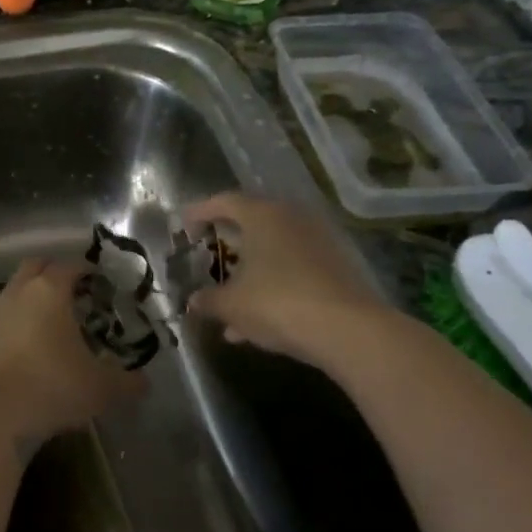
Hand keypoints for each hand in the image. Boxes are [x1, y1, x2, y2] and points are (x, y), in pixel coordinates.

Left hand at [0, 259, 144, 447]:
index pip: (69, 265)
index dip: (86, 270)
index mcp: (49, 291)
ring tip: (52, 327)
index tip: (101, 284)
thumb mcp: (102, 389)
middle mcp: (17, 294)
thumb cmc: (53, 388)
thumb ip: (127, 382)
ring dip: (31, 301)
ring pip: (14, 294)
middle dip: (54, 274)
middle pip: (35, 267)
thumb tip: (144, 383)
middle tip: (76, 295)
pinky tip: (27, 354)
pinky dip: (14, 329)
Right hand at [182, 193, 385, 365]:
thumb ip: (208, 300)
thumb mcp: (232, 305)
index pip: (224, 202)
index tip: (184, 226)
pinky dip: (271, 288)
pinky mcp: (335, 267)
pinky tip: (255, 325)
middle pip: (251, 224)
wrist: (347, 329)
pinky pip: (292, 271)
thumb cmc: (278, 303)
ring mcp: (317, 242)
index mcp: (262, 215)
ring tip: (227, 308)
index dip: (200, 212)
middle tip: (207, 259)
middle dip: (227, 246)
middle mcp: (292, 219)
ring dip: (248, 276)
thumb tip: (193, 300)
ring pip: (272, 253)